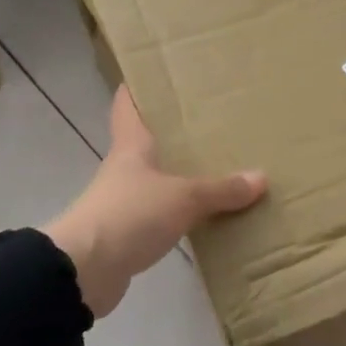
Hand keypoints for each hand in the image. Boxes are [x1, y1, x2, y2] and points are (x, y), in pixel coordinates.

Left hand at [42, 87, 266, 316]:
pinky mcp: (130, 235)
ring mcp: (125, 203)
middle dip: (176, 134)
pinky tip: (209, 215)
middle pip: (149, 143)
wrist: (84, 272)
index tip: (159, 74)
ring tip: (221, 168)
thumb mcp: (183, 197)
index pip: (128, 107)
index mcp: (132, 147)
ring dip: (183, 176)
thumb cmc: (129, 215)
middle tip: (213, 122)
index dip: (139, 88)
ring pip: (159, 181)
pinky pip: (164, 216)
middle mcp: (126, 170)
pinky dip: (184, 213)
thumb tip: (261, 178)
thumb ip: (221, 189)